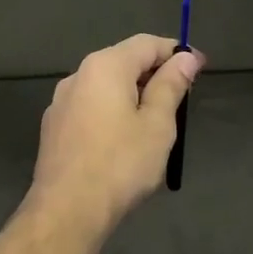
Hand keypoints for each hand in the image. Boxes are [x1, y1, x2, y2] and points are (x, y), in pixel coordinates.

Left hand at [31, 35, 201, 228]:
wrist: (67, 210)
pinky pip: (90, 108)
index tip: (199, 68)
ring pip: (104, 87)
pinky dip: (111, 113)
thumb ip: (170, 86)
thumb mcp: (157, 124)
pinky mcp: (53, 128)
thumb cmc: (120, 164)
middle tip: (181, 98)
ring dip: (132, 95)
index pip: (146, 44)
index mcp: (105, 66)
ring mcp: (60, 102)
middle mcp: (77, 75)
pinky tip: (122, 141)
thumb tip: (184, 58)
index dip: (176, 52)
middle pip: (123, 62)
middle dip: (154, 74)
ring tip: (155, 122)